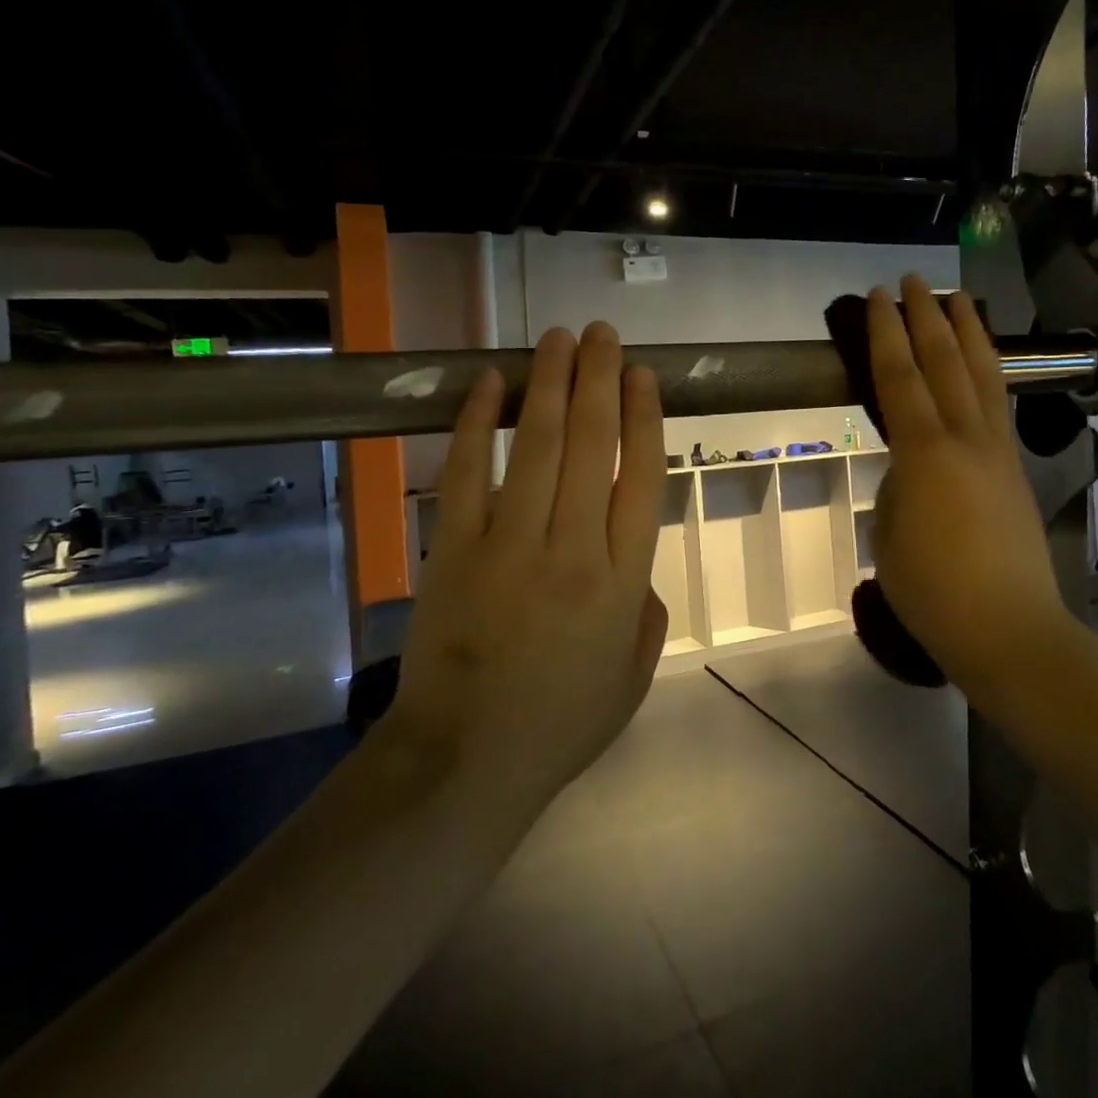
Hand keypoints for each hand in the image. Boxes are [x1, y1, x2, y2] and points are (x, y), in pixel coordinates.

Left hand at [384, 323, 669, 799]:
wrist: (465, 763)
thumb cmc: (561, 722)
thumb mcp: (635, 675)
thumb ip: (646, 609)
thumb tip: (631, 559)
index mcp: (622, 579)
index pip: (640, 476)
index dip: (644, 417)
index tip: (642, 375)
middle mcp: (572, 548)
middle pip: (591, 444)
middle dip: (599, 380)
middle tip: (603, 334)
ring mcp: (508, 545)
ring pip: (534, 446)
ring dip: (549, 385)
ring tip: (559, 338)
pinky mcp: (452, 550)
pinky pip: (465, 474)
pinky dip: (475, 424)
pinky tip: (489, 382)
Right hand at [868, 276, 1068, 689]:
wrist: (1008, 628)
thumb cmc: (933, 590)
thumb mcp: (890, 533)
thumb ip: (899, 486)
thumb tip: (910, 467)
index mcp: (926, 452)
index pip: (900, 377)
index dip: (885, 333)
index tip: (876, 297)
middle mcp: (966, 438)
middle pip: (946, 363)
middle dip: (928, 317)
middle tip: (914, 281)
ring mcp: (998, 452)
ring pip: (984, 376)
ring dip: (968, 333)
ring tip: (959, 298)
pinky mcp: (1015, 470)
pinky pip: (999, 404)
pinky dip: (988, 371)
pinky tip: (983, 365)